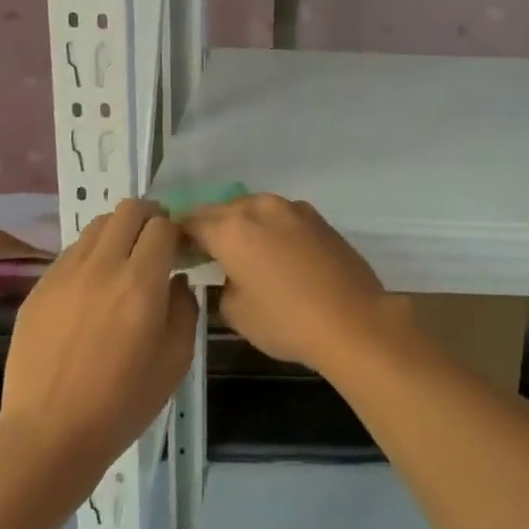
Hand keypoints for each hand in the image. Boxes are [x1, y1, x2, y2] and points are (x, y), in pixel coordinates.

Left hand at [0, 200, 197, 479]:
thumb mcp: (176, 360)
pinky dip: (90, 256)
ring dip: (117, 233)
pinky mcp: (39, 288)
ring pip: (97, 226)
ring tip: (122, 262)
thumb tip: (177, 281)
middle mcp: (102, 266)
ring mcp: (64, 274)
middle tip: (155, 243)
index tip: (179, 250)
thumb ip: (184, 308)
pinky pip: (71, 253)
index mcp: (141, 283)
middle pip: (128, 210)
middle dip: (148, 217)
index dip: (176, 231)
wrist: (48, 435)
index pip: (162, 226)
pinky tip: (92, 290)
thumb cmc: (122, 404)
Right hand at [183, 194, 391, 375]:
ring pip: (254, 209)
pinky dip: (270, 229)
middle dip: (210, 227)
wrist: (353, 319)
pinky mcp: (317, 218)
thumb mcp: (236, 313)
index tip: (175, 252)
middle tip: (203, 253)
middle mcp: (260, 208)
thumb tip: (229, 274)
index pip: (191, 222)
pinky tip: (275, 253)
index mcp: (232, 228)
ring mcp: (293, 208)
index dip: (178, 236)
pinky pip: (281, 217)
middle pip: (222, 210)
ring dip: (242, 225)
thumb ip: (221, 285)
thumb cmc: (287, 320)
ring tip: (241, 253)